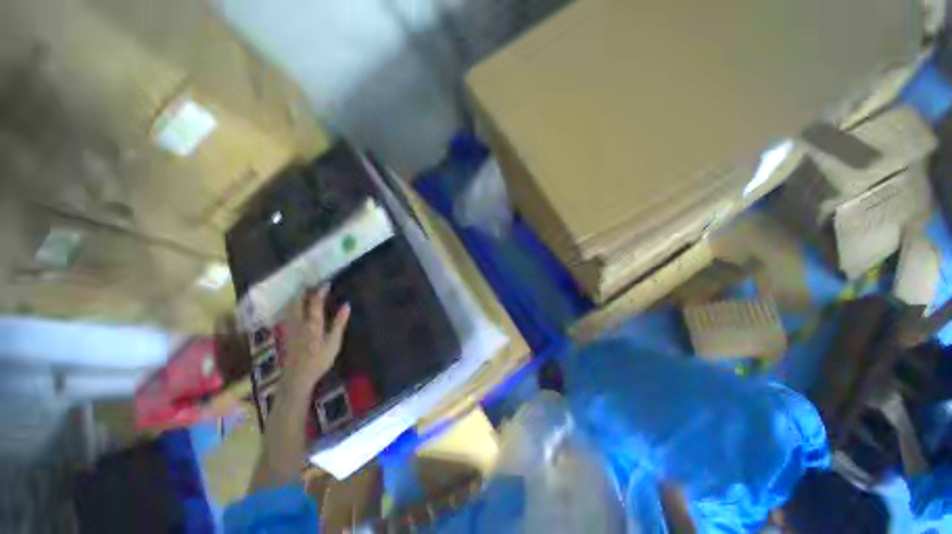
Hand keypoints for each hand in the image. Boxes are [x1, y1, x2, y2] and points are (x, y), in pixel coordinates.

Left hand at [279, 284, 350, 400]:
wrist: (297, 377)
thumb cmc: (319, 360)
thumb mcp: (334, 342)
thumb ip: (339, 323)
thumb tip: (346, 305)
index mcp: (312, 324)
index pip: (315, 302)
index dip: (320, 291)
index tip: (326, 282)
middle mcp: (299, 322)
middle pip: (297, 301)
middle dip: (304, 290)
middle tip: (311, 282)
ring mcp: (290, 327)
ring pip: (290, 306)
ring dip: (296, 296)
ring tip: (303, 289)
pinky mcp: (286, 332)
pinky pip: (287, 312)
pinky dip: (291, 304)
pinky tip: (294, 304)